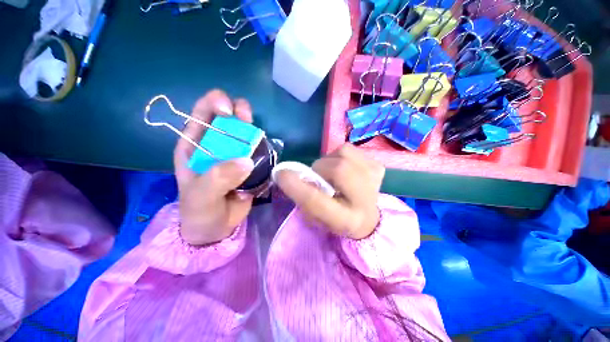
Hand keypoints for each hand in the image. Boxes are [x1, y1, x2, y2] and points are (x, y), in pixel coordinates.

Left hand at [174, 90, 254, 245]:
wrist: (217, 228)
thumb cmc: (200, 212)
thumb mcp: (201, 197)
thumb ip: (218, 178)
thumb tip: (246, 161)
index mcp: (195, 145)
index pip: (202, 113)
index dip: (215, 103)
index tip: (228, 111)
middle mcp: (216, 144)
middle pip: (229, 117)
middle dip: (239, 111)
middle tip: (246, 120)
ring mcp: (236, 153)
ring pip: (246, 132)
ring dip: (253, 130)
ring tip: (258, 138)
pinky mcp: (250, 163)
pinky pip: (259, 150)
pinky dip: (263, 147)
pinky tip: (265, 153)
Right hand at [276, 144, 384, 239]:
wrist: (368, 217)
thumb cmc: (337, 219)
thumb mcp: (316, 218)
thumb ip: (304, 199)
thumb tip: (291, 176)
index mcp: (347, 220)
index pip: (318, 201)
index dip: (297, 187)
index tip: (282, 174)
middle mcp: (365, 200)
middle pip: (338, 169)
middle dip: (320, 168)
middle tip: (317, 175)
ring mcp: (374, 179)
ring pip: (344, 153)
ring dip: (329, 160)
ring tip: (331, 172)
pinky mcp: (377, 166)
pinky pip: (350, 149)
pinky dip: (339, 155)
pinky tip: (343, 168)